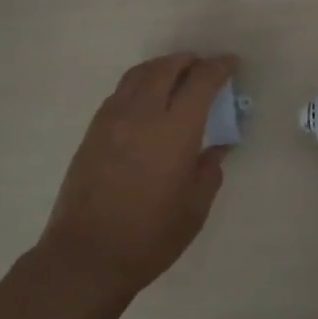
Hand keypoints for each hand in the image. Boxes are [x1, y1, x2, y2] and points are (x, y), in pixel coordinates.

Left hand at [37, 53, 238, 297]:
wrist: (86, 257)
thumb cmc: (150, 237)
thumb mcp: (194, 208)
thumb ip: (209, 170)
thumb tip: (215, 148)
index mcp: (175, 131)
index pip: (200, 82)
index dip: (219, 67)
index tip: (230, 63)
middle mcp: (142, 115)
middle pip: (166, 68)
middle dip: (188, 61)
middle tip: (203, 67)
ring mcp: (112, 120)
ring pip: (138, 75)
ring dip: (161, 67)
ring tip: (175, 76)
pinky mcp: (93, 132)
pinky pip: (120, 92)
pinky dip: (139, 84)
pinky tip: (147, 101)